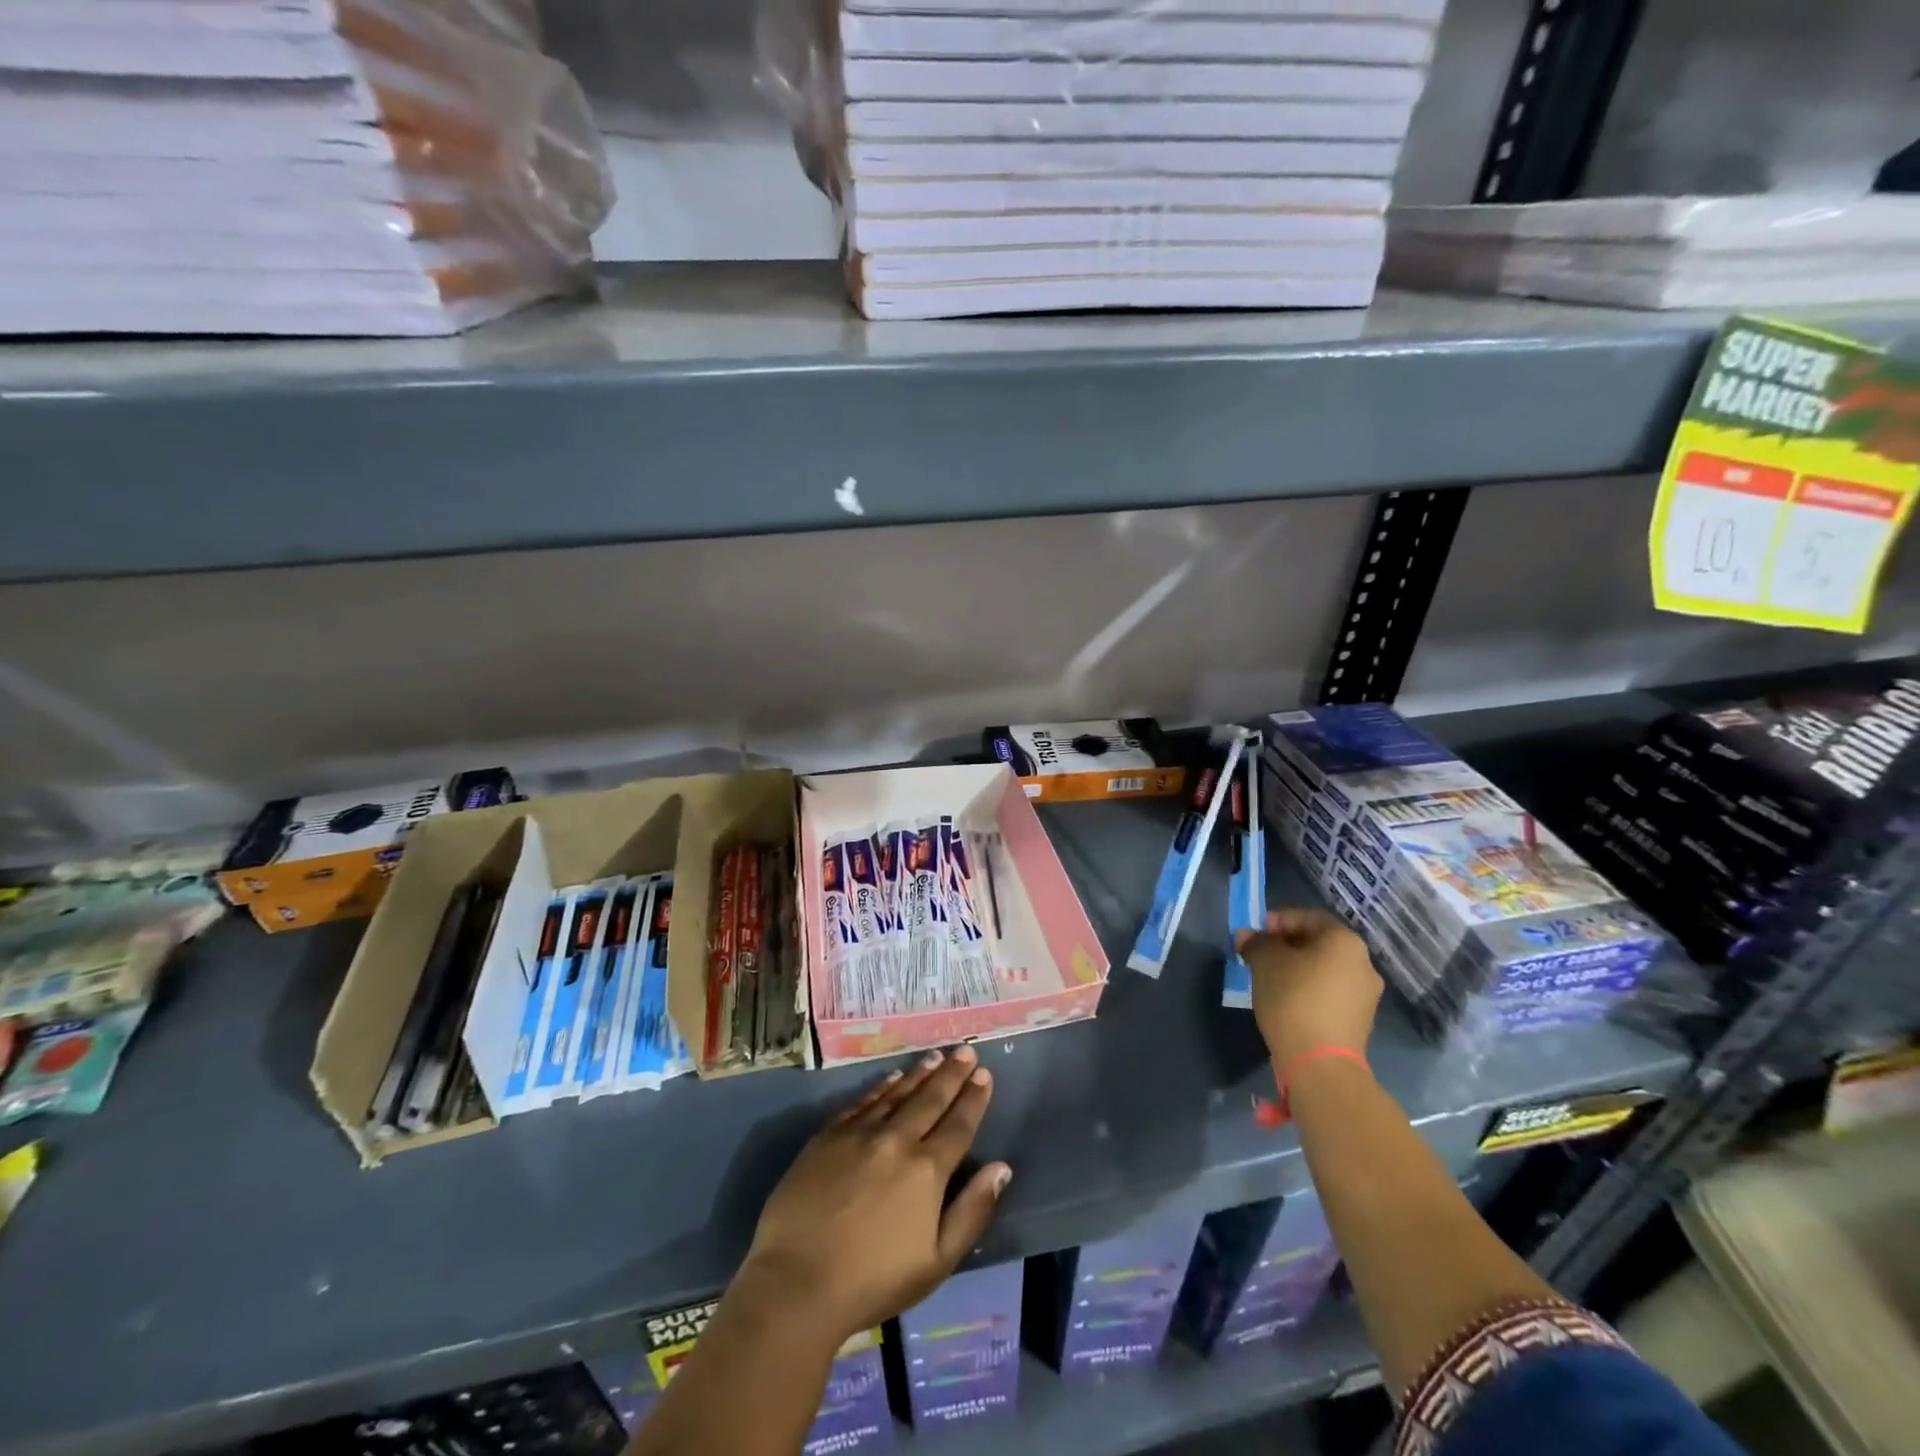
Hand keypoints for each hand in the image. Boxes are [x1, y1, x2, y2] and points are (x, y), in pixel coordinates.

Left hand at [741, 1045, 1011, 1342]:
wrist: (797, 1281)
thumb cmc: (873, 1281)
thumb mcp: (936, 1262)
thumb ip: (972, 1212)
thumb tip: (1001, 1168)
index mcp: (927, 1170)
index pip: (958, 1125)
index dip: (973, 1098)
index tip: (984, 1073)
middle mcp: (897, 1140)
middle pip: (930, 1099)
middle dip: (951, 1073)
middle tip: (965, 1050)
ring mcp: (860, 1133)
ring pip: (898, 1093)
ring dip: (920, 1073)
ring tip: (936, 1056)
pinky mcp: (829, 1135)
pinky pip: (863, 1101)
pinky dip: (882, 1086)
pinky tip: (892, 1077)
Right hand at [1235, 908, 1381, 1070]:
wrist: (1321, 1064)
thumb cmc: (1293, 999)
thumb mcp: (1264, 962)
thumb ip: (1255, 943)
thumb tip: (1247, 937)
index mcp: (1344, 941)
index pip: (1308, 917)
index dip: (1278, 921)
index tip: (1255, 935)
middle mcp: (1363, 963)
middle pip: (1318, 943)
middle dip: (1286, 945)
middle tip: (1259, 956)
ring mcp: (1365, 994)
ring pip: (1324, 969)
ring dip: (1297, 968)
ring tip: (1270, 980)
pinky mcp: (1360, 1020)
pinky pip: (1330, 993)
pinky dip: (1309, 990)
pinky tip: (1288, 1002)